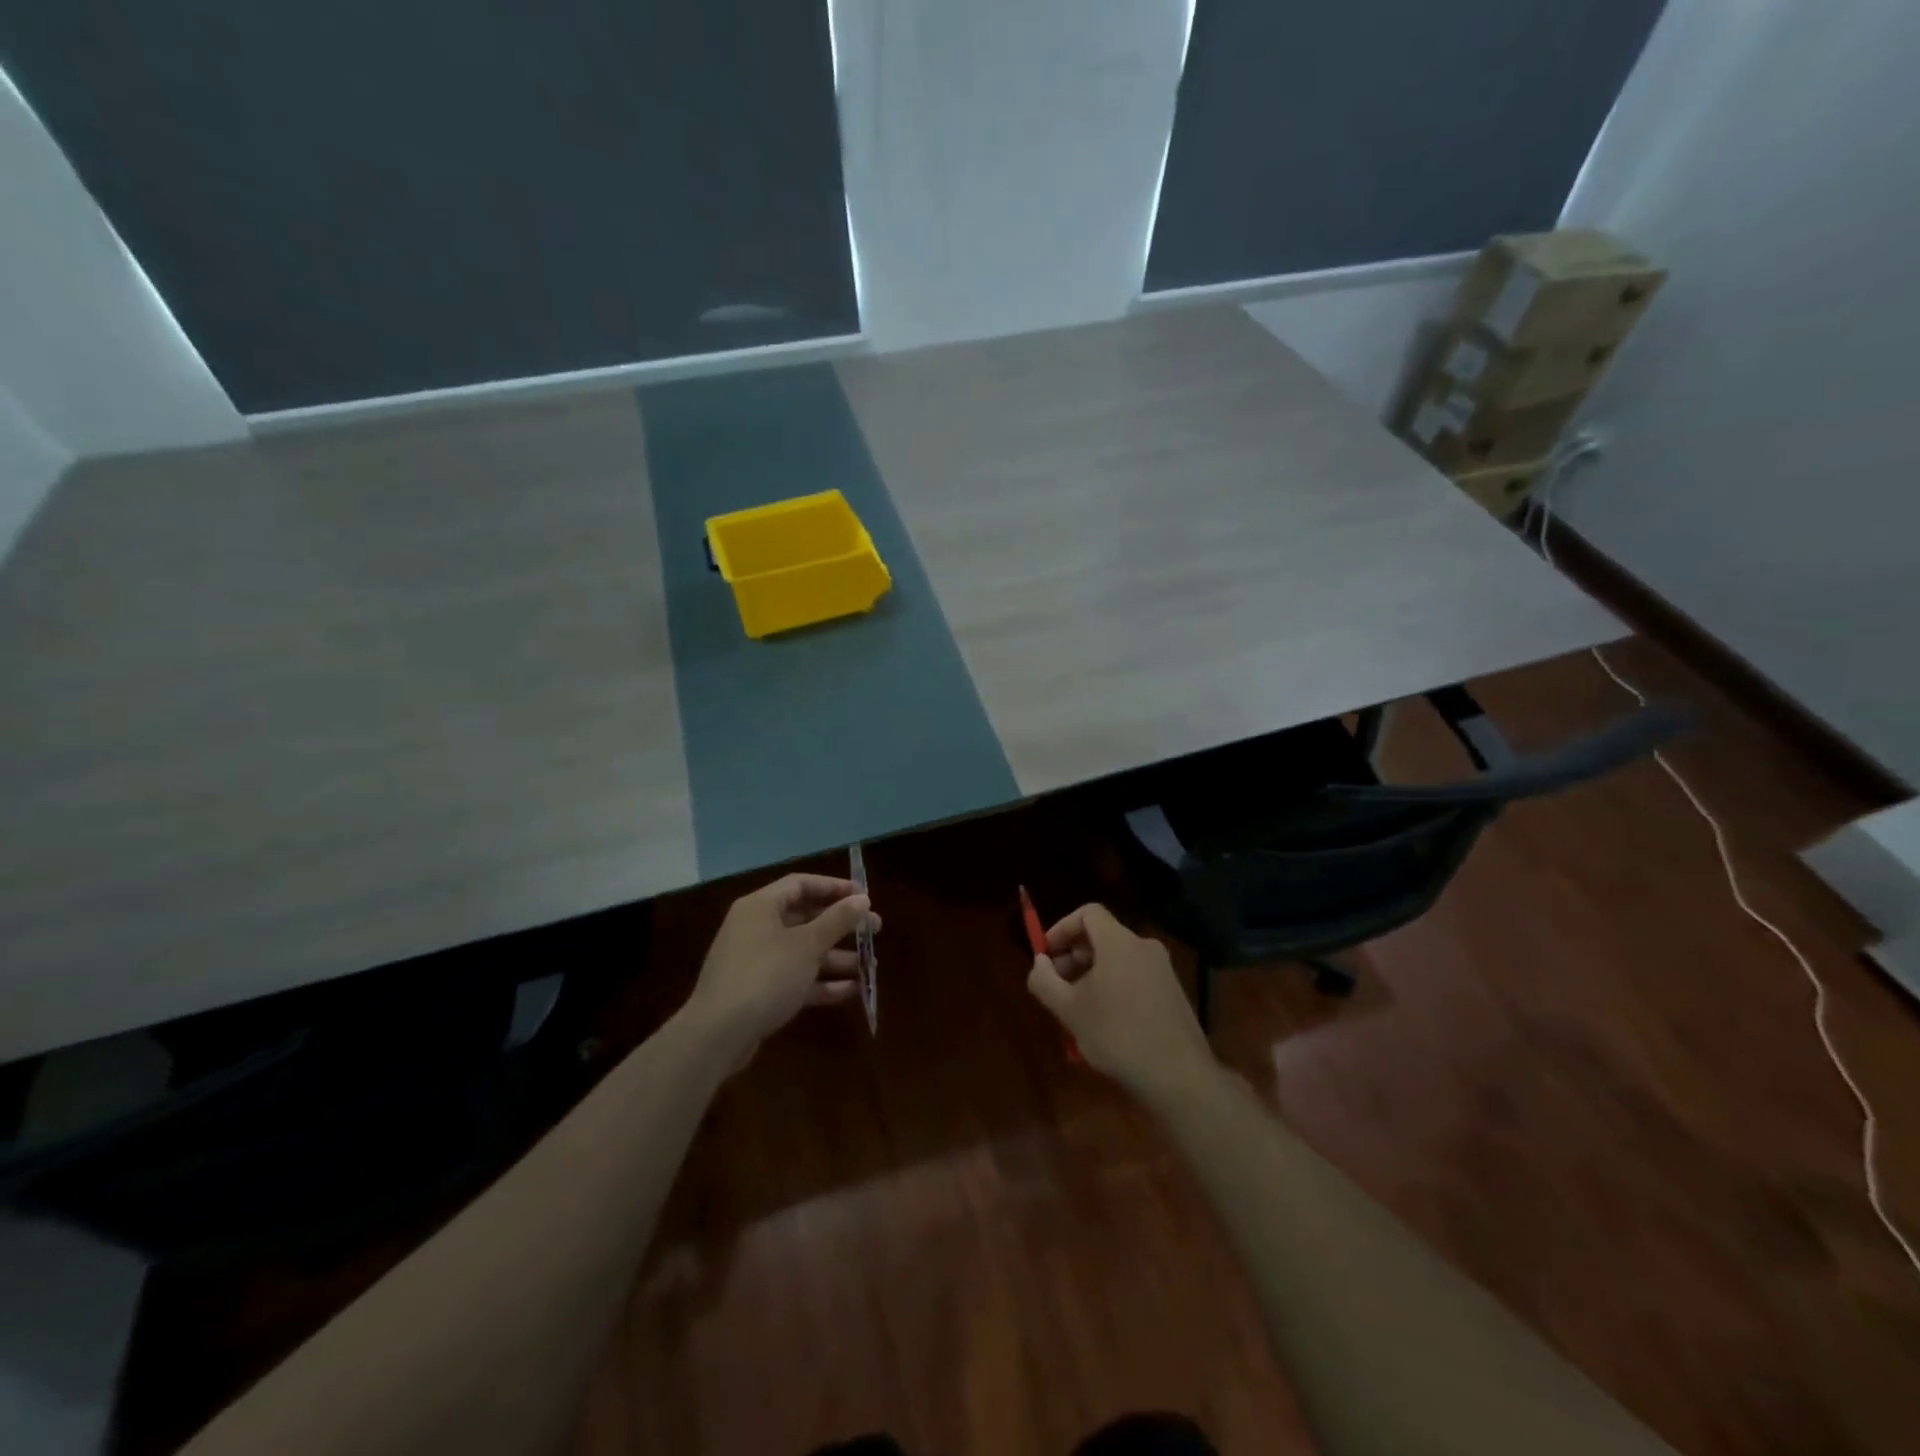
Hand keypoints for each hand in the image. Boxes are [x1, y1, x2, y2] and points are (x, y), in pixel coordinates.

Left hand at [687, 873, 877, 1051]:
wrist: (717, 1035)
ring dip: (836, 957)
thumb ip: (837, 920)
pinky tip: (852, 990)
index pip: (801, 884)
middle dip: (841, 926)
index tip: (864, 897)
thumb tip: (862, 899)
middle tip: (874, 931)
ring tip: (870, 966)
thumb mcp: (807, 945)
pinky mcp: (759, 991)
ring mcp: (756, 961)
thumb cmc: (765, 976)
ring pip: (803, 951)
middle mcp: (757, 928)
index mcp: (761, 906)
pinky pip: (796, 977)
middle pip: (805, 918)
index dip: (834, 887)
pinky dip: (821, 982)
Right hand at [1026, 903, 1215, 1101]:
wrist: (1180, 1077)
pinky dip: (1113, 988)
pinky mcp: (1173, 993)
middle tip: (1057, 988)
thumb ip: (1044, 980)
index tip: (1046, 956)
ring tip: (1077, 1011)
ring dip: (1091, 976)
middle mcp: (1144, 947)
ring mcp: (1163, 970)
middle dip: (1073, 957)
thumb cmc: (1118, 1035)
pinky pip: (1134, 977)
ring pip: (1117, 960)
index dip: (1061, 929)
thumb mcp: (1069, 1010)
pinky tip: (1105, 1024)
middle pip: (1101, 936)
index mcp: (1119, 942)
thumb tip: (1039, 963)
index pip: (1087, 913)